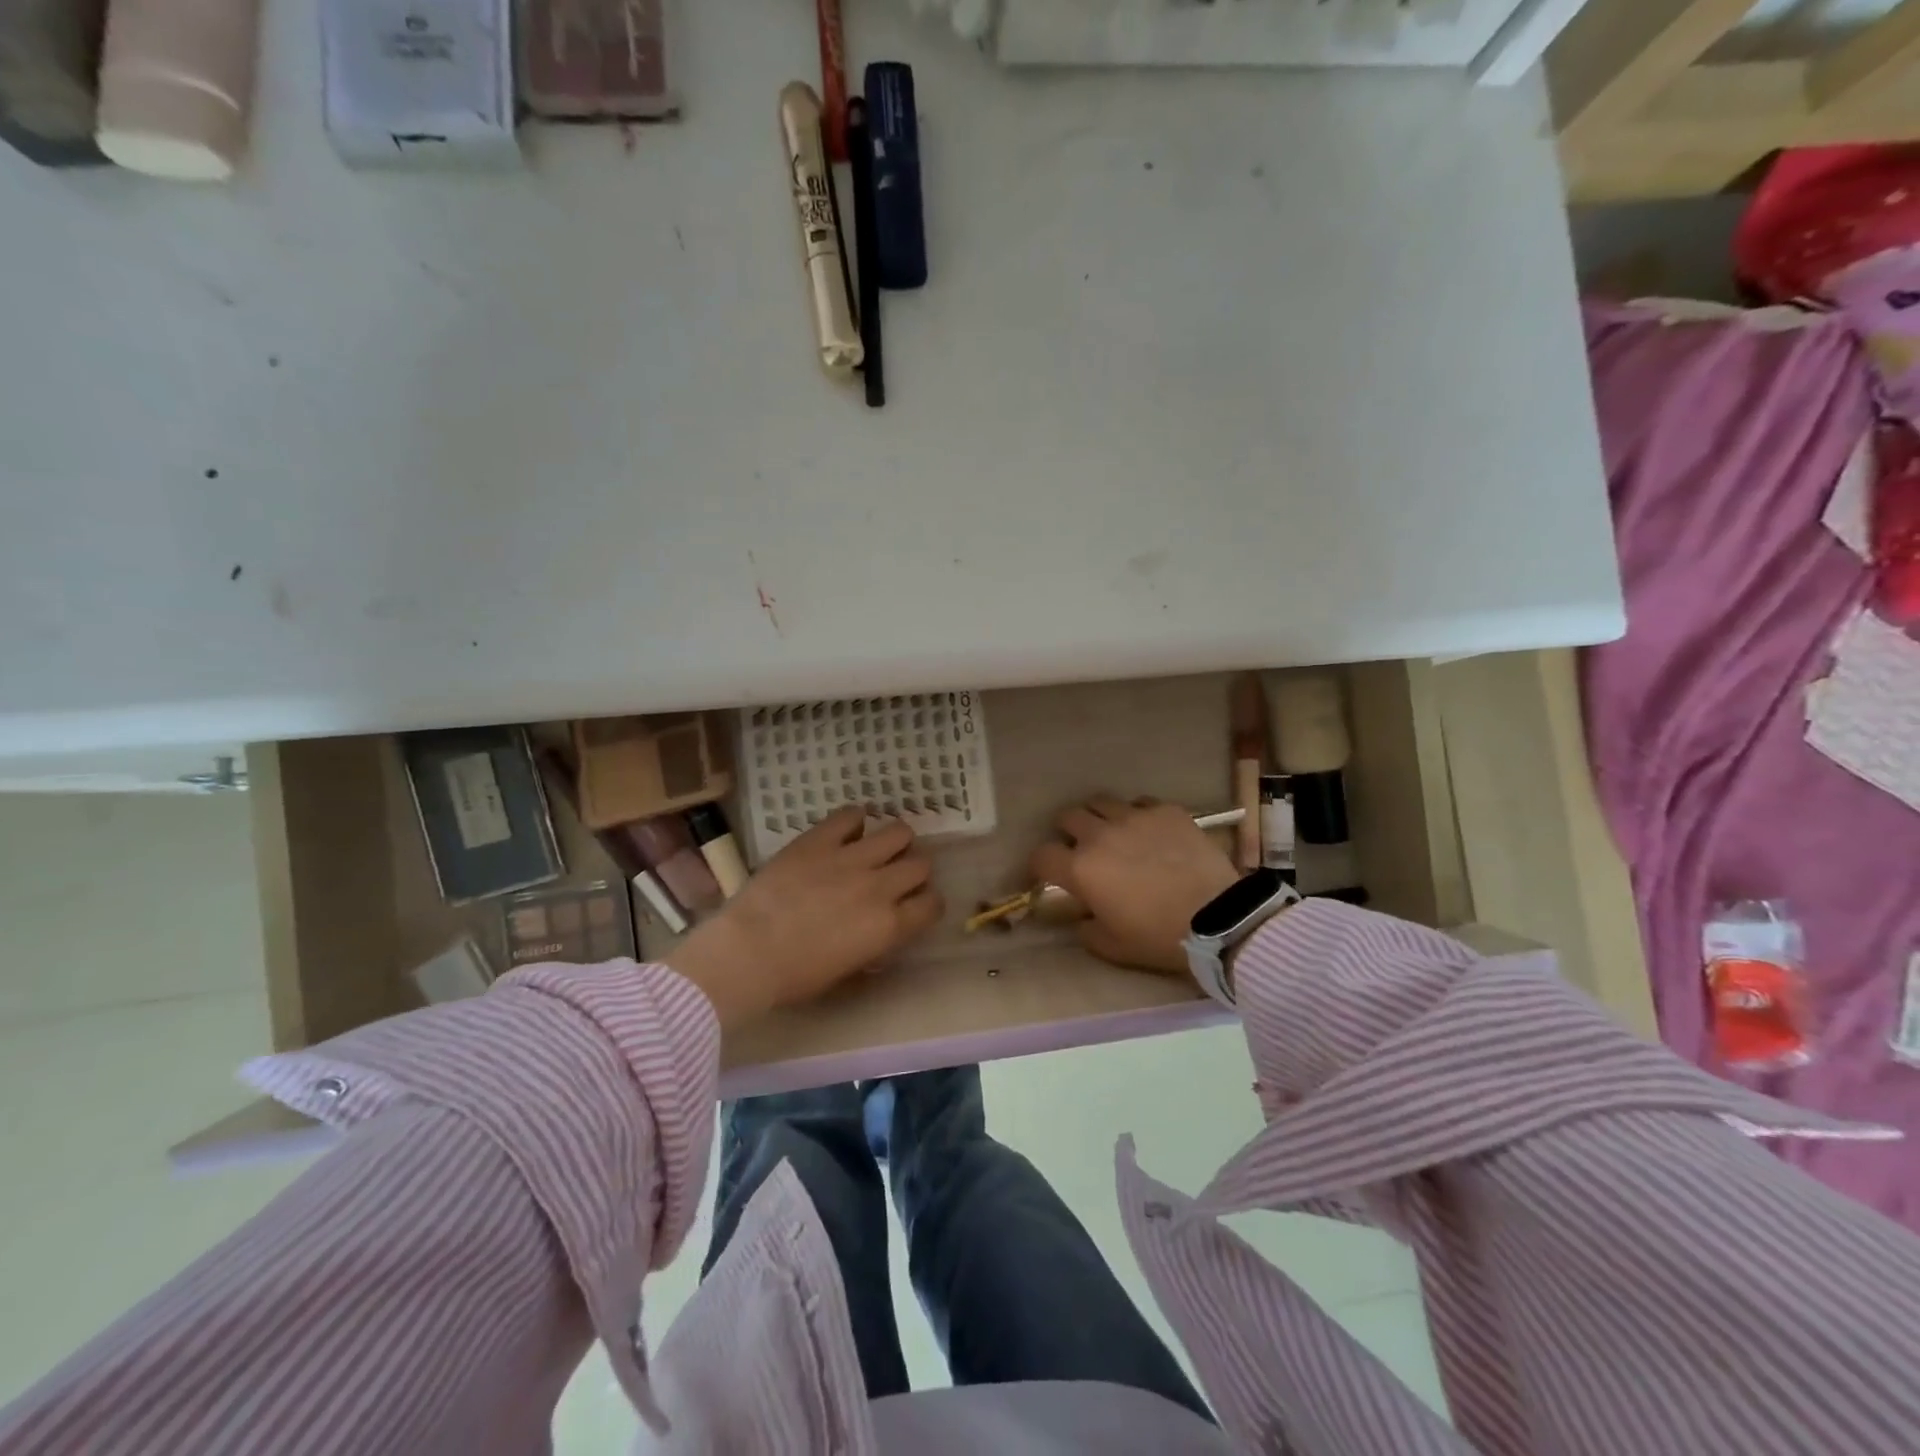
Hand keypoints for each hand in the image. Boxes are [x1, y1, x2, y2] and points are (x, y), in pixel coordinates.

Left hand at [664, 806, 943, 1028]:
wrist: (747, 953)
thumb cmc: (794, 977)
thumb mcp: (845, 975)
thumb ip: (872, 952)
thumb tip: (880, 939)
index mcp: (889, 926)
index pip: (933, 904)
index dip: (927, 904)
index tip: (914, 906)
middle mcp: (880, 886)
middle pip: (921, 864)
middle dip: (913, 871)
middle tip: (894, 877)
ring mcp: (851, 858)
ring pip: (899, 832)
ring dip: (895, 842)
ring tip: (877, 849)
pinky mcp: (820, 839)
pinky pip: (851, 815)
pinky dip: (855, 821)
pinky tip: (846, 832)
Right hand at [1030, 796, 1238, 975]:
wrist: (1217, 918)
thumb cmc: (1158, 937)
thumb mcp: (1112, 947)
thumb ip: (1085, 929)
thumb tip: (1081, 916)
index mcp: (1080, 868)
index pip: (1041, 855)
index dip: (1039, 865)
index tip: (1047, 875)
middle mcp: (1100, 834)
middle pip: (1068, 817)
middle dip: (1068, 832)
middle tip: (1080, 848)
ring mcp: (1134, 817)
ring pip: (1101, 802)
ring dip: (1099, 817)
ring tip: (1112, 833)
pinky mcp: (1165, 811)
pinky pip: (1140, 803)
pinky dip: (1137, 815)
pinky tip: (1149, 833)